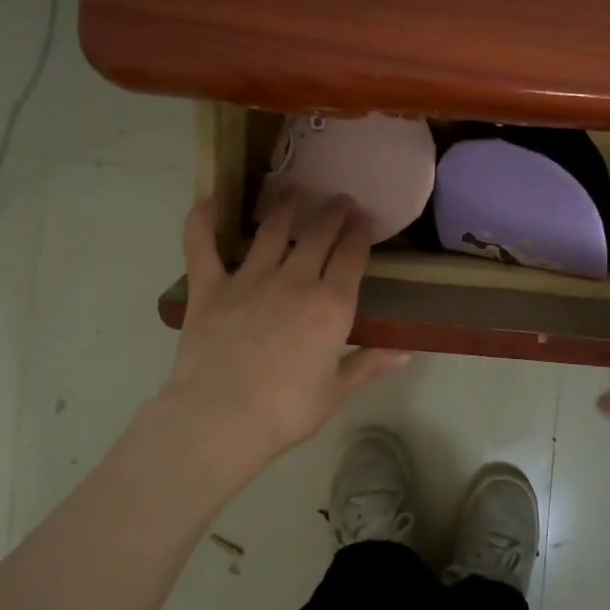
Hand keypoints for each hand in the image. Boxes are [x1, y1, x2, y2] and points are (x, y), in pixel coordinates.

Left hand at [156, 195, 410, 476]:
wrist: (221, 419)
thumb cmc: (286, 411)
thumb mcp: (336, 391)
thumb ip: (369, 364)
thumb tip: (406, 353)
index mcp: (331, 306)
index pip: (352, 257)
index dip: (360, 233)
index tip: (364, 218)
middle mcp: (295, 282)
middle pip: (318, 236)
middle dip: (333, 213)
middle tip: (340, 200)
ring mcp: (249, 280)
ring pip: (271, 230)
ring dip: (286, 206)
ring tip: (295, 190)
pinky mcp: (209, 288)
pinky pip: (202, 246)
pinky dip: (202, 221)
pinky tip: (209, 200)